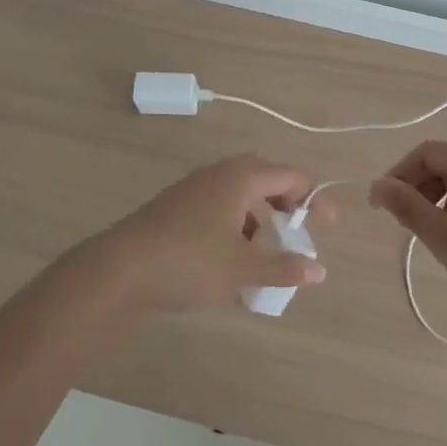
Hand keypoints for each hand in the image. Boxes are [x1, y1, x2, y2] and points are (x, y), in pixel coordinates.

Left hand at [82, 154, 327, 315]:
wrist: (118, 271)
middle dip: (284, 202)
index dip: (314, 198)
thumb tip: (319, 271)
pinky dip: (233, 226)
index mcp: (239, 178)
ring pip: (237, 194)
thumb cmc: (189, 262)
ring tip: (263, 252)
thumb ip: (284, 268)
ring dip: (257, 217)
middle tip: (295, 230)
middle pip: (263, 177)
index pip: (290, 175)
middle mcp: (217, 174)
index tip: (327, 226)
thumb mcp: (242, 269)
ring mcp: (192, 189)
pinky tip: (228, 260)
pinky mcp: (174, 208)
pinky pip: (216, 207)